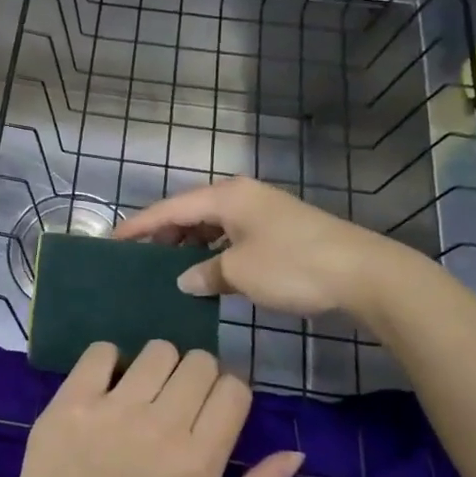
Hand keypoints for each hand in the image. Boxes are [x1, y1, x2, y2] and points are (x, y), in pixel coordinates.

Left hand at [1, 341, 303, 476]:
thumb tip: (294, 454)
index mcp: (198, 460)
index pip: (233, 389)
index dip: (229, 393)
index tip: (213, 408)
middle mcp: (161, 425)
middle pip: (199, 362)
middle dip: (197, 377)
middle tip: (178, 402)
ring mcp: (114, 408)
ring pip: (157, 350)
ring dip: (158, 366)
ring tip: (144, 393)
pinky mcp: (73, 399)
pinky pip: (102, 351)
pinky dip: (109, 361)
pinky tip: (108, 386)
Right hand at [115, 177, 423, 320]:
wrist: (364, 274)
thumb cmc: (293, 266)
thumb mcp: (239, 272)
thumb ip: (204, 273)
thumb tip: (185, 279)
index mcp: (226, 196)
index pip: (169, 208)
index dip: (139, 225)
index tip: (112, 239)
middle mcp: (241, 197)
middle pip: (190, 212)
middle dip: (163, 234)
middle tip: (137, 258)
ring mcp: (262, 212)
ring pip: (212, 225)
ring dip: (189, 245)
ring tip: (166, 268)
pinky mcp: (278, 231)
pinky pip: (231, 236)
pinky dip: (214, 251)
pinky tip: (206, 273)